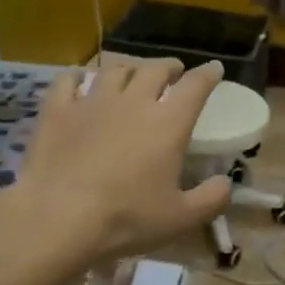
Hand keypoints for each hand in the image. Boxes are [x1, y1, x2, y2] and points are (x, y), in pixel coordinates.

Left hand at [10, 57, 231, 265]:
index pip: (195, 86)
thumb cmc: (126, 218)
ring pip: (114, 69)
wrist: (58, 218)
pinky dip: (78, 76)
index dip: (208, 74)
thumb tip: (226, 183)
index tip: (214, 69)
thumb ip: (211, 199)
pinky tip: (80, 80)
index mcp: (168, 123)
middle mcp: (133, 101)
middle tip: (173, 71)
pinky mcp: (57, 110)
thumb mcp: (180, 218)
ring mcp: (92, 102)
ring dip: (129, 68)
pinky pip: (68, 80)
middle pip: (155, 68)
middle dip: (169, 66)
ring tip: (132, 74)